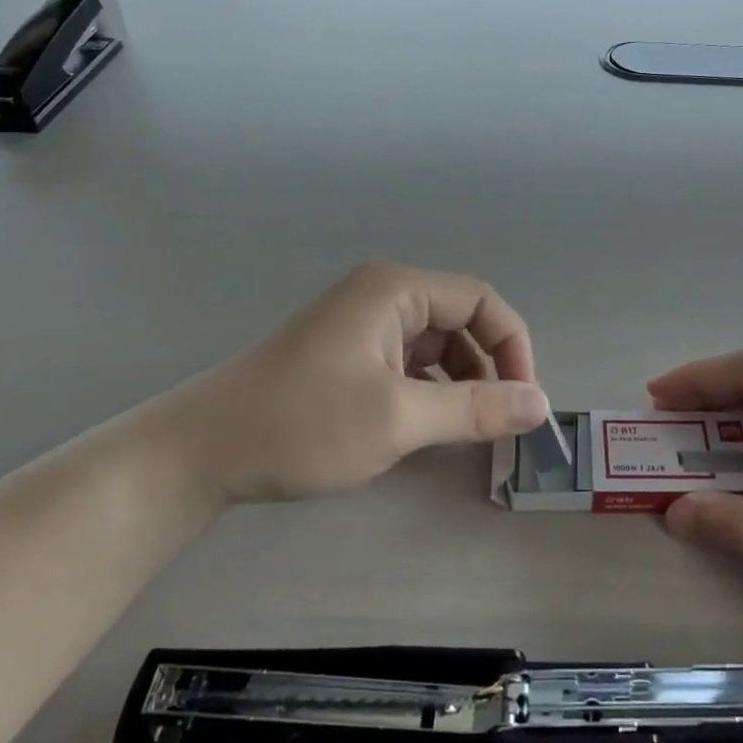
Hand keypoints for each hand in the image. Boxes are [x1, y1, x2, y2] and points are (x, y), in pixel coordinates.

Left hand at [157, 262, 549, 502]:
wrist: (200, 453)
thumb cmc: (303, 423)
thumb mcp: (398, 418)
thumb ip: (475, 409)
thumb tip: (542, 405)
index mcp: (396, 290)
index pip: (480, 301)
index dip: (513, 346)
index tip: (524, 401)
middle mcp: (383, 296)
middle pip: (460, 322)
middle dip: (487, 369)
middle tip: (500, 425)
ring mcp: (362, 326)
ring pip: (435, 348)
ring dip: (459, 385)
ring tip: (466, 433)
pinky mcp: (348, 356)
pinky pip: (408, 365)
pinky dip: (428, 393)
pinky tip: (427, 429)